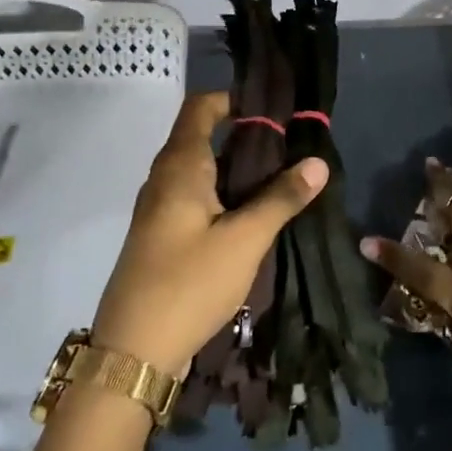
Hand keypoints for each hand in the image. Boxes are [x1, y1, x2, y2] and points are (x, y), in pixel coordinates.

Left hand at [91, 91, 326, 376]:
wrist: (133, 351)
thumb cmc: (188, 284)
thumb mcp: (244, 240)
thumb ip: (281, 199)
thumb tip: (317, 162)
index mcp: (179, 167)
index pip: (201, 107)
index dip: (234, 99)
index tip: (275, 109)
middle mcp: (164, 179)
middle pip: (202, 136)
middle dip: (244, 135)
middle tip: (291, 145)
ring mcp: (159, 209)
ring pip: (200, 170)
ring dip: (236, 168)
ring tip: (281, 176)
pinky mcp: (162, 236)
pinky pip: (196, 198)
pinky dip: (224, 194)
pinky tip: (253, 214)